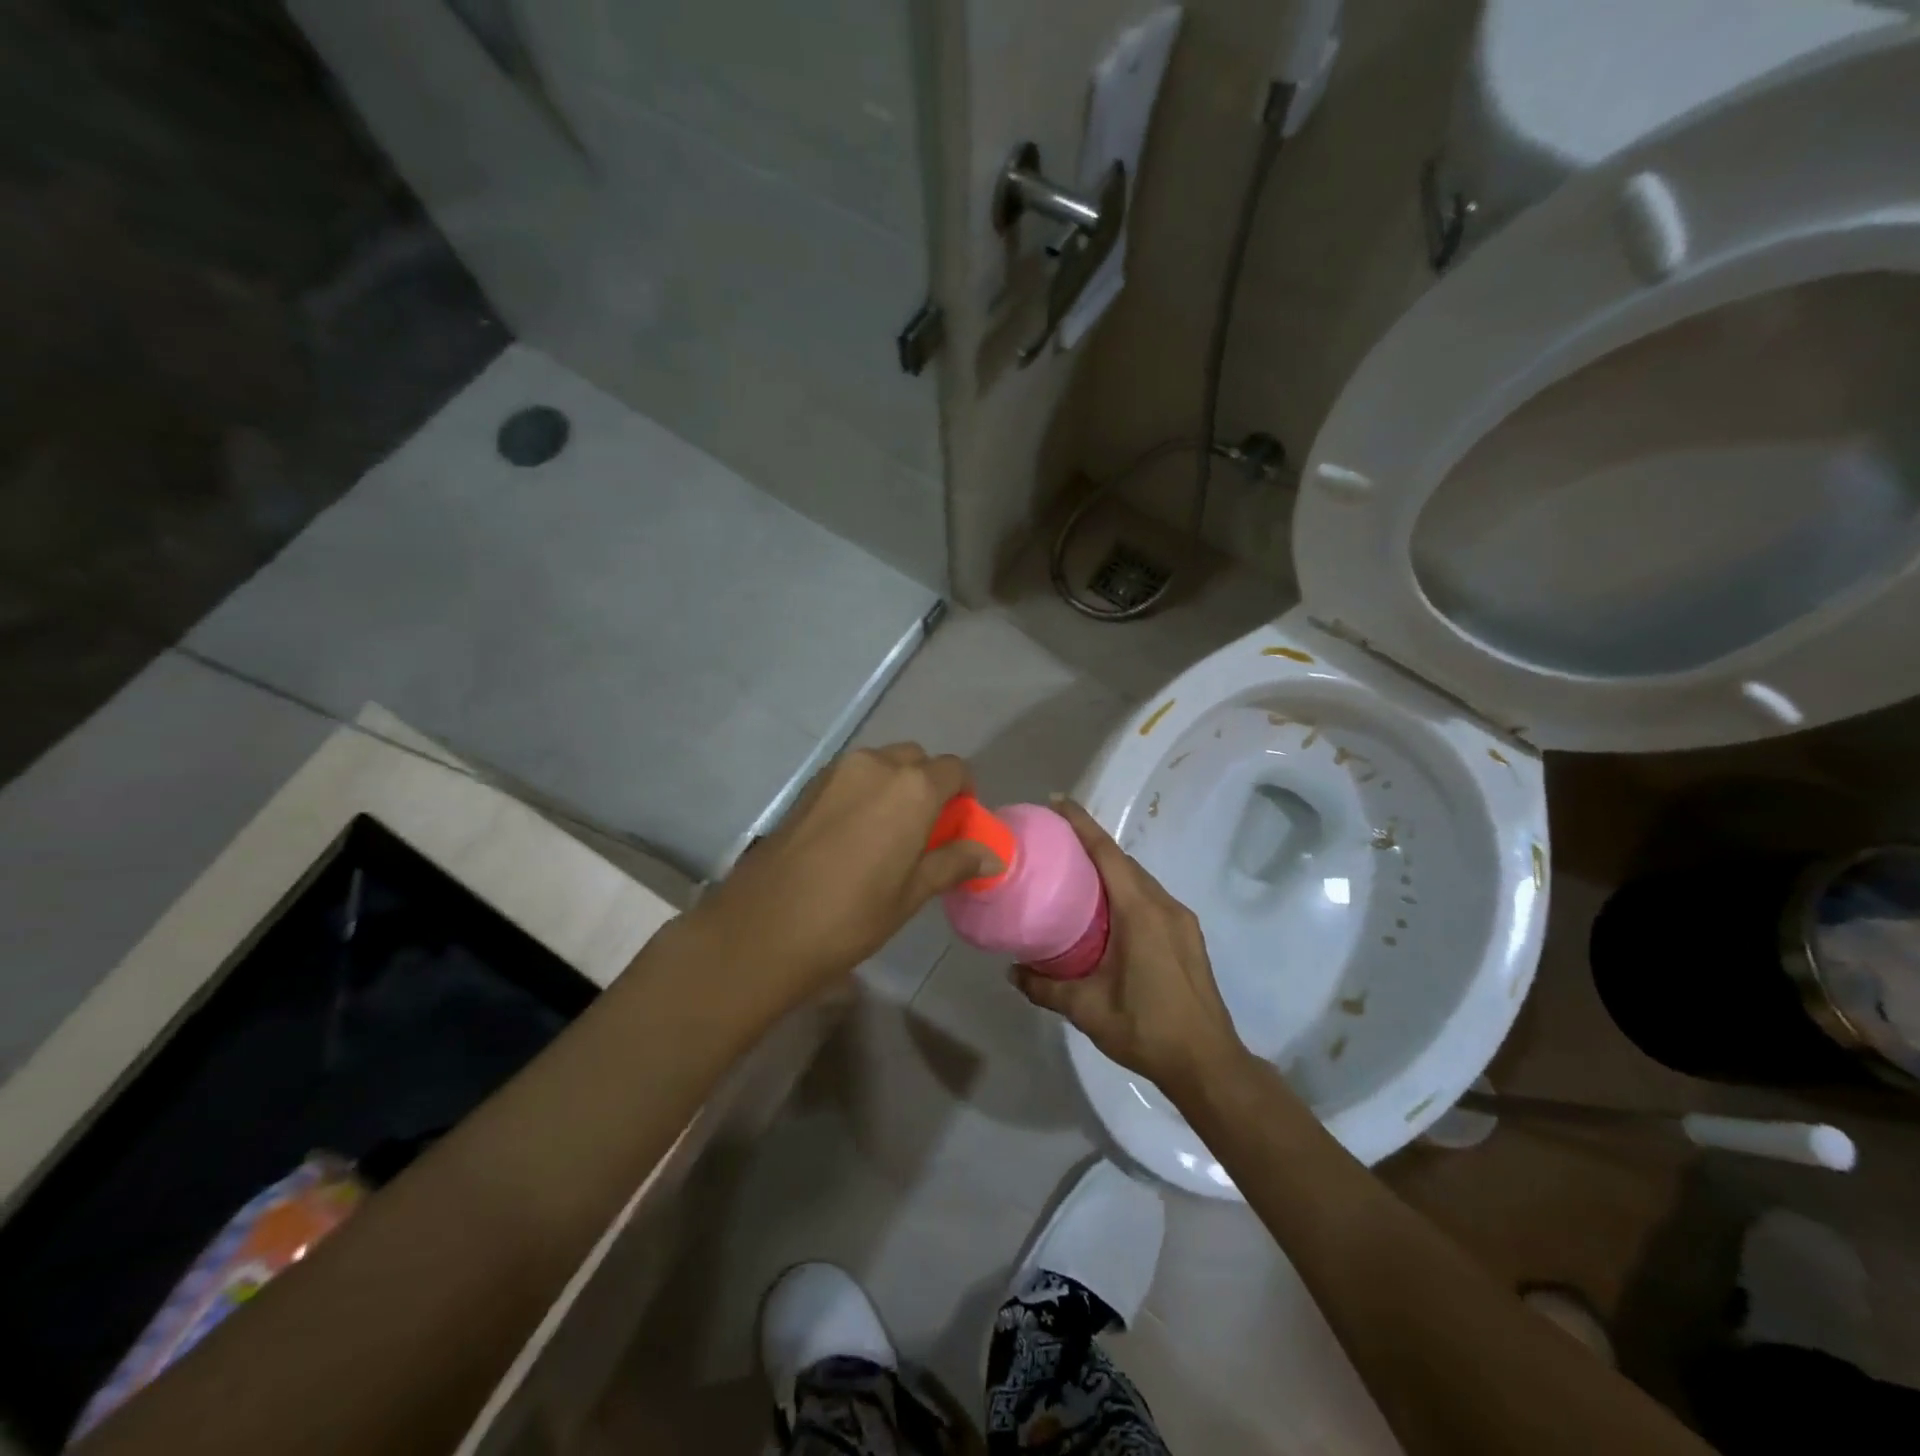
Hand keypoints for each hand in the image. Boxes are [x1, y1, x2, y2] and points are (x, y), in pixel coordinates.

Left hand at [687, 744, 1001, 1001]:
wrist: (764, 926)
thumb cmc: (851, 915)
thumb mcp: (912, 893)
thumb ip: (953, 863)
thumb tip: (992, 856)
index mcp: (912, 787)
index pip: (954, 770)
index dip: (963, 795)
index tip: (957, 827)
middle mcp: (876, 764)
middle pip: (916, 761)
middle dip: (928, 787)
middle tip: (923, 832)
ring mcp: (838, 771)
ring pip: (881, 764)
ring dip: (894, 787)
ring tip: (886, 835)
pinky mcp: (808, 784)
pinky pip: (851, 776)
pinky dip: (864, 792)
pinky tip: (853, 835)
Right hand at [1012, 798, 1247, 1097]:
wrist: (1208, 1063)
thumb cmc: (1146, 1028)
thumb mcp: (1087, 1009)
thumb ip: (1045, 987)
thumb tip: (1012, 972)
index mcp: (1140, 912)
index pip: (1107, 853)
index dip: (1081, 823)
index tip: (1057, 801)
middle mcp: (1164, 905)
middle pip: (1123, 862)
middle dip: (1091, 844)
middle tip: (1055, 842)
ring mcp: (1181, 920)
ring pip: (1139, 880)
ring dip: (1110, 870)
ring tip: (1075, 875)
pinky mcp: (1188, 936)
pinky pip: (1151, 898)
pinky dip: (1126, 891)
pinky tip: (1106, 912)